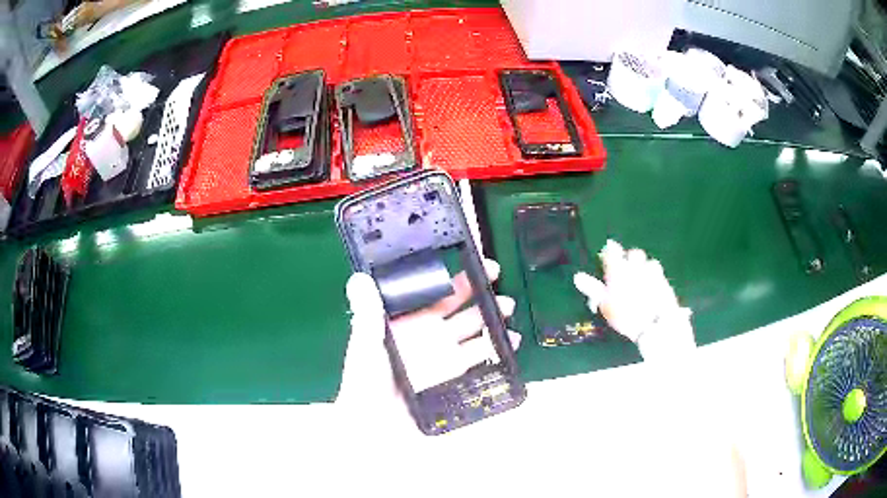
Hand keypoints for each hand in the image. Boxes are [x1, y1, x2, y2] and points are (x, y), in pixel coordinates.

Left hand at [338, 258, 519, 410]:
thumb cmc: (365, 383)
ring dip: (491, 318)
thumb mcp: (364, 347)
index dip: (451, 278)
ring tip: (508, 309)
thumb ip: (367, 315)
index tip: (470, 262)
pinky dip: (494, 348)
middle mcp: (426, 334)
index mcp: (405, 322)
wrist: (377, 427)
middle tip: (497, 276)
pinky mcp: (454, 375)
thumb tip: (359, 277)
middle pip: (458, 308)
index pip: (431, 293)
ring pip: (472, 330)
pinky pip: (477, 357)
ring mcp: (442, 355)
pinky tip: (509, 342)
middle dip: (478, 292)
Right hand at [574, 240, 694, 359]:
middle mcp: (636, 266)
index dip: (609, 251)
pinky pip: (658, 273)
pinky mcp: (664, 281)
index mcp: (619, 270)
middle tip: (626, 269)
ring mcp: (652, 272)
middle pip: (634, 253)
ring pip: (648, 261)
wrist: (654, 324)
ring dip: (644, 266)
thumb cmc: (625, 315)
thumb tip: (577, 277)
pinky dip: (654, 277)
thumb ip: (593, 288)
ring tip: (641, 277)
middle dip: (630, 258)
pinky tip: (652, 286)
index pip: (612, 251)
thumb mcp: (605, 304)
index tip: (607, 254)